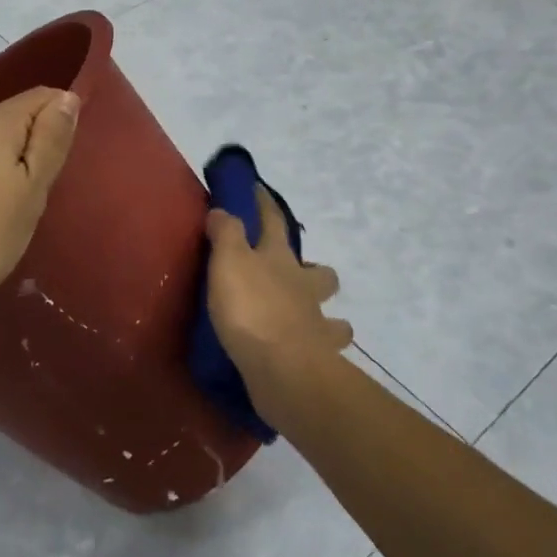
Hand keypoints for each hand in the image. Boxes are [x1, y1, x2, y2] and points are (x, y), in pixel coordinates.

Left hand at [0, 87, 79, 326]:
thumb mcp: (32, 191)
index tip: (62, 165)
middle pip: (10, 122)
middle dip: (30, 149)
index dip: (61, 121)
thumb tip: (66, 97)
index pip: (41, 97)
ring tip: (4, 213)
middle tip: (36, 198)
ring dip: (0, 168)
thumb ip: (52, 140)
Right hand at [206, 186, 350, 408]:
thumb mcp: (228, 261)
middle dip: (314, 270)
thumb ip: (226, 233)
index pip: (273, 222)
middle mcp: (304, 287)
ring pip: (333, 315)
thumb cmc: (252, 308)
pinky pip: (326, 351)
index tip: (258, 188)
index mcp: (280, 259)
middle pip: (320, 272)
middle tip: (297, 276)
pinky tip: (309, 354)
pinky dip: (320, 350)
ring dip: (327, 316)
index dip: (264, 204)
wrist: (284, 368)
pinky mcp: (318, 360)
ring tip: (309, 321)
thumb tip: (223, 210)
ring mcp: (316, 325)